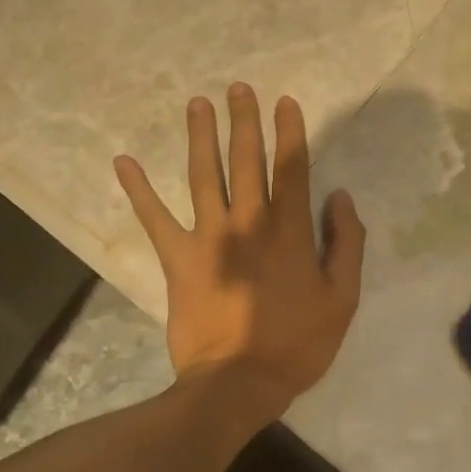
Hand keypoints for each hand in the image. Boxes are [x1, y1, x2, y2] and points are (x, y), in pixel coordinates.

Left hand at [115, 85, 364, 417]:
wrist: (237, 383)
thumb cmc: (297, 343)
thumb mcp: (343, 298)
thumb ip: (346, 243)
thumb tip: (340, 197)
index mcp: (290, 231)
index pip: (292, 168)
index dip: (289, 132)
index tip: (285, 102)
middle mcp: (248, 222)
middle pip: (246, 161)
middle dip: (244, 121)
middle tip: (238, 88)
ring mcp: (209, 237)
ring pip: (204, 176)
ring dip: (200, 137)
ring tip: (197, 104)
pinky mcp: (177, 259)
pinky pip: (154, 219)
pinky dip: (138, 190)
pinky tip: (124, 162)